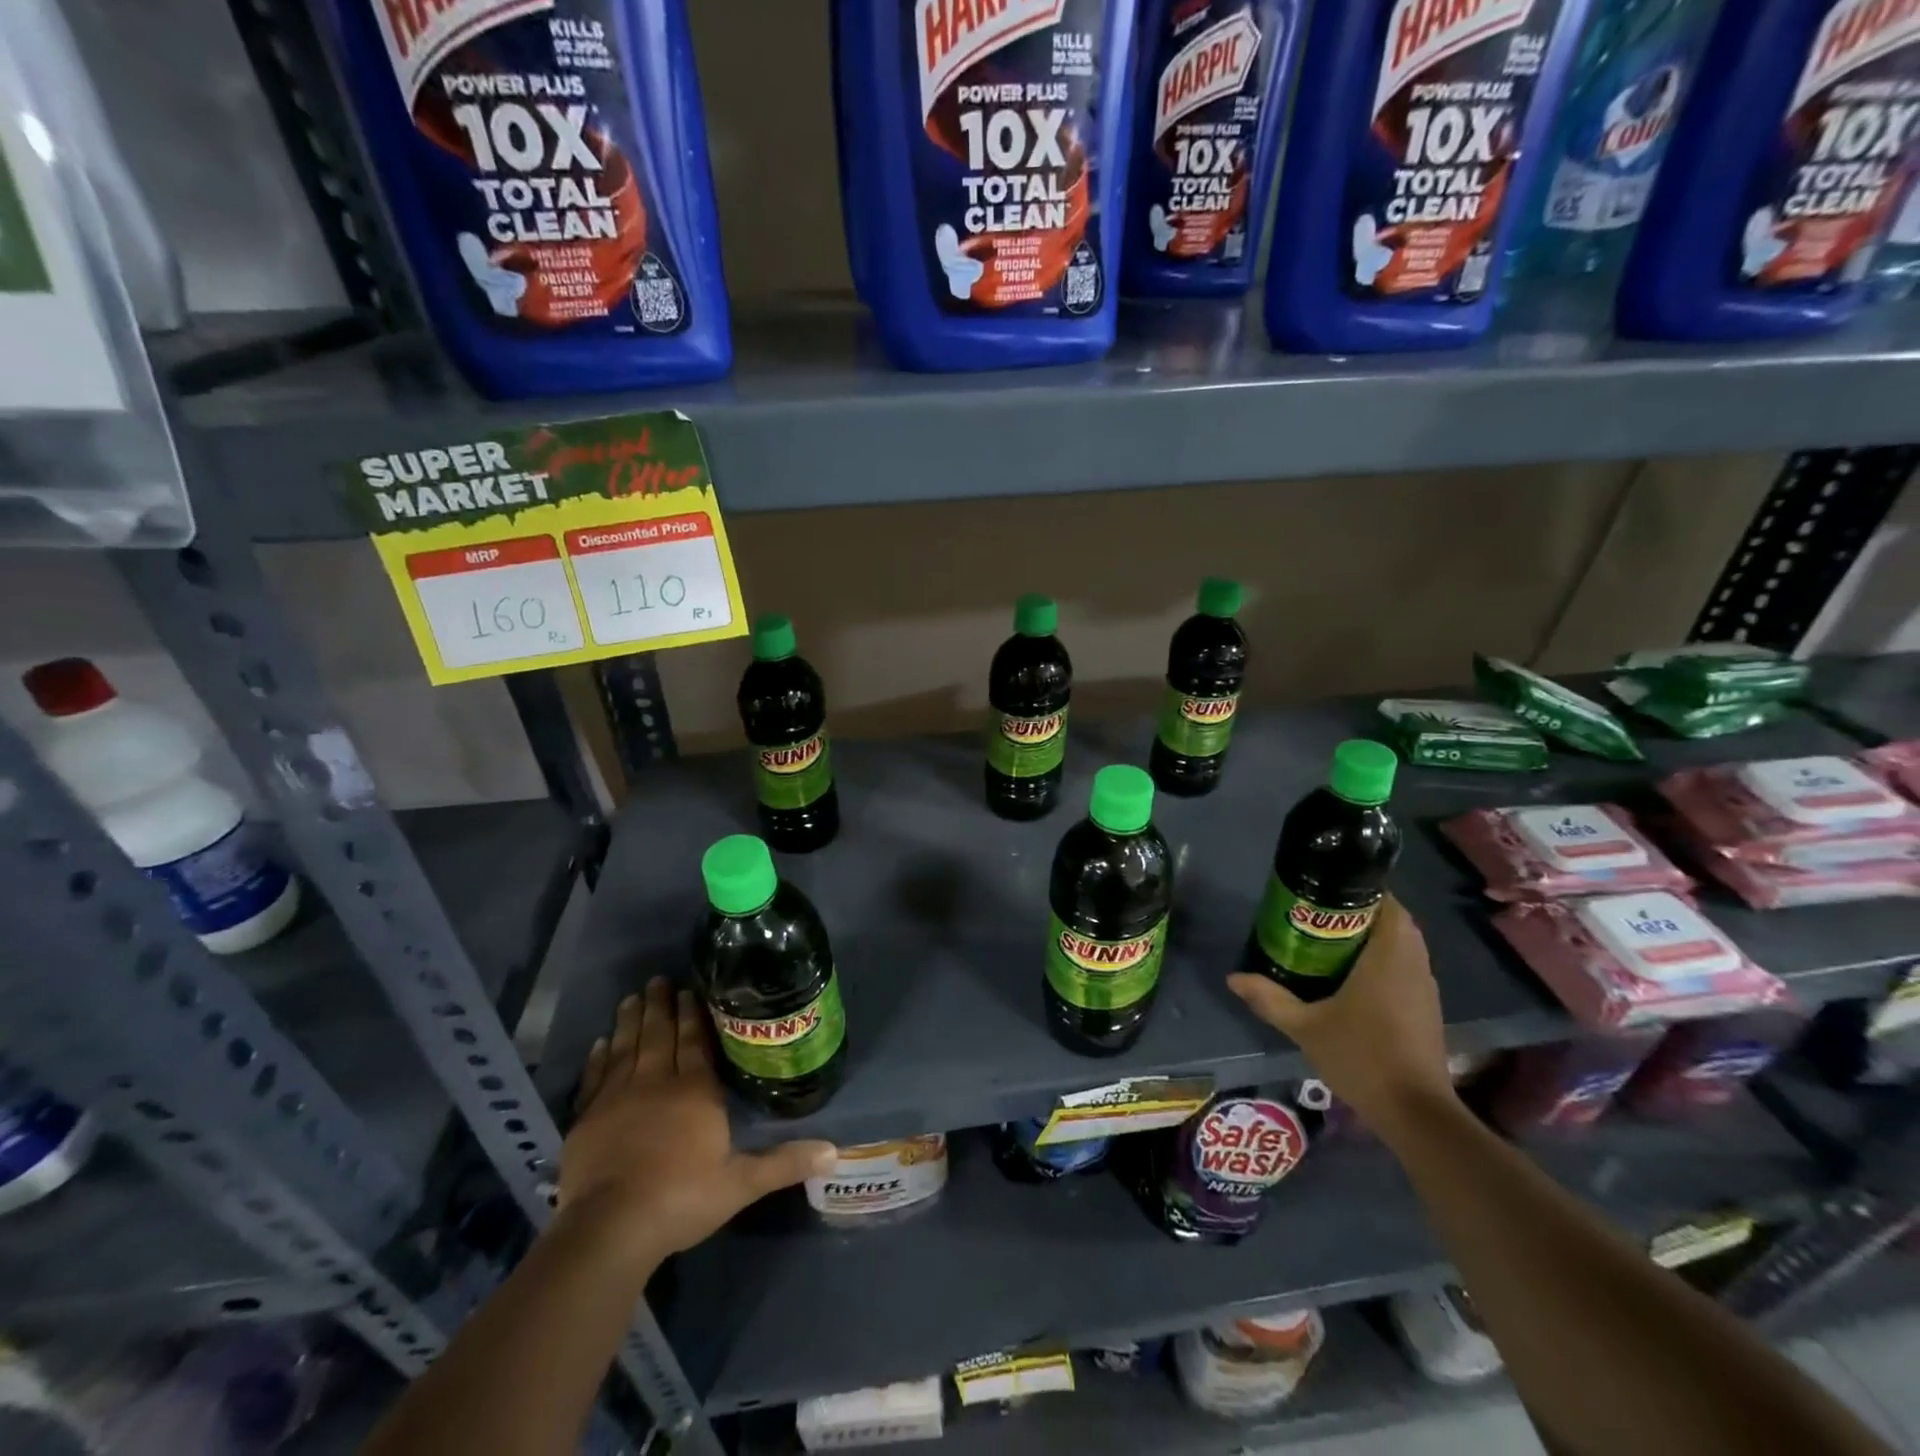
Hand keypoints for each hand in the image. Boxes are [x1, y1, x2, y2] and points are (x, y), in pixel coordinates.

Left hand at [557, 978, 836, 1266]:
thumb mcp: (741, 1184)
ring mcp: (617, 1098)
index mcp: (695, 1091)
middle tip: (659, 979)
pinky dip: (597, 1059)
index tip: (689, 989)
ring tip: (633, 997)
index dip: (692, 1014)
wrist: (611, 1228)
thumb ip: (784, 1163)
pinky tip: (599, 1044)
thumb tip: (834, 1151)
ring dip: (630, 1021)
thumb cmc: (681, 1198)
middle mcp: (656, 1082)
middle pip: (659, 1035)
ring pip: (626, 1048)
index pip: (694, 1041)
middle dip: (661, 1006)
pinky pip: (594, 1078)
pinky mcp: (586, 1119)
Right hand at [1226, 897, 1455, 1142]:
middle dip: (1361, 913)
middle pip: (1394, 922)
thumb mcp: (1305, 1027)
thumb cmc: (1362, 1057)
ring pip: (1403, 946)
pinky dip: (1384, 962)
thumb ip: (1269, 999)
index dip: (1362, 890)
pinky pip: (1406, 968)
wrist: (1416, 1114)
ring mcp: (1425, 988)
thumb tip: (1233, 978)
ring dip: (1374, 938)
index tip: (1328, 890)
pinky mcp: (1427, 1009)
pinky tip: (1353, 978)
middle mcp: (1413, 964)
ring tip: (1330, 942)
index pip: (1388, 904)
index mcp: (1388, 956)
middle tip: (1320, 916)